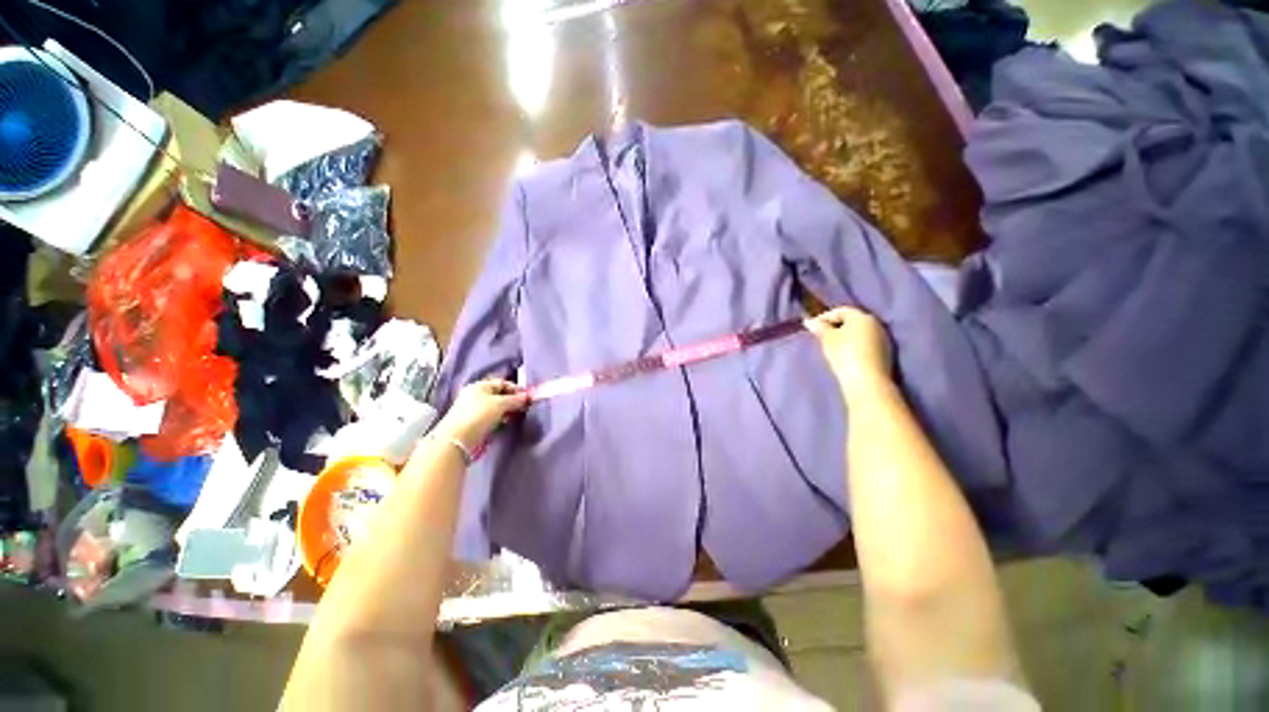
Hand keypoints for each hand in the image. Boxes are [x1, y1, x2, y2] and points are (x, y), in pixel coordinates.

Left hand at [435, 379, 529, 449]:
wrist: (457, 439)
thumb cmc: (479, 415)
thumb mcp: (501, 404)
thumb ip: (516, 399)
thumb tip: (529, 396)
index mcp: (480, 386)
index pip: (503, 383)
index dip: (516, 389)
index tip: (528, 398)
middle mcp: (475, 395)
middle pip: (500, 395)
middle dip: (513, 400)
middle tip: (525, 407)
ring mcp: (473, 409)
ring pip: (496, 407)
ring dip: (508, 410)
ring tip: (517, 416)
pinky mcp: (473, 422)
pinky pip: (491, 417)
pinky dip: (500, 418)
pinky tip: (506, 423)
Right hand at [805, 306, 892, 395]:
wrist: (867, 380)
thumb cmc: (844, 354)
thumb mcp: (827, 339)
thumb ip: (819, 328)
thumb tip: (809, 321)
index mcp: (862, 317)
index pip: (841, 311)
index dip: (824, 317)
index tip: (812, 326)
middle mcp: (876, 324)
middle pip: (852, 321)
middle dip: (836, 326)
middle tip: (822, 335)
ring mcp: (883, 339)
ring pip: (860, 333)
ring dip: (846, 337)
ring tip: (832, 346)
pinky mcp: (885, 353)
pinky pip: (866, 344)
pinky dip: (854, 346)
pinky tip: (845, 355)